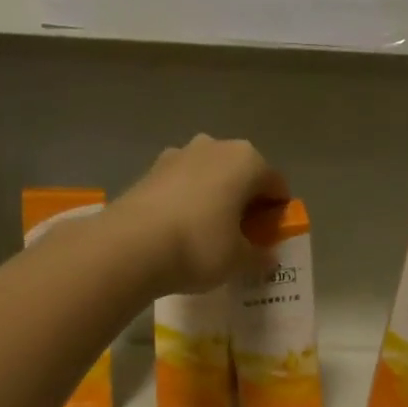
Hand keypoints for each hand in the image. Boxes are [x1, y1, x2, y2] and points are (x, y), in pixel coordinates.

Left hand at [107, 135, 289, 294]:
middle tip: (241, 236)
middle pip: (241, 175)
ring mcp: (178, 154)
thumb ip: (259, 255)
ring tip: (208, 234)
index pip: (276, 186)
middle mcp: (215, 146)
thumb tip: (267, 256)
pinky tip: (180, 230)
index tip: (270, 239)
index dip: (277, 214)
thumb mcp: (239, 260)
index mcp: (247, 160)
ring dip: (214, 198)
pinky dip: (187, 202)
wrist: (130, 246)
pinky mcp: (150, 170)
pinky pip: (182, 185)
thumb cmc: (200, 246)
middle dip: (244, 202)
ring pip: (209, 177)